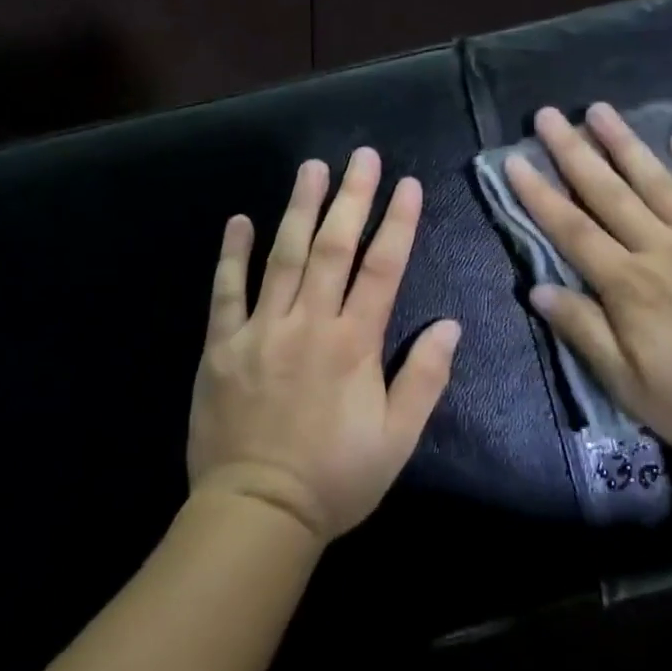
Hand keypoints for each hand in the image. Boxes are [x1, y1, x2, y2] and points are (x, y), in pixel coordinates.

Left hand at [187, 148, 461, 542]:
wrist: (257, 514)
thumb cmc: (336, 477)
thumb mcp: (398, 438)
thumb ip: (425, 378)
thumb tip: (450, 325)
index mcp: (354, 344)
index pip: (382, 268)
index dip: (397, 223)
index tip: (407, 184)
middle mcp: (308, 324)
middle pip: (332, 247)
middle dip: (351, 197)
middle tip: (361, 156)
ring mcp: (260, 331)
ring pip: (282, 256)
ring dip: (298, 207)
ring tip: (311, 167)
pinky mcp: (221, 347)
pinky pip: (225, 291)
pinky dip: (233, 254)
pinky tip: (240, 220)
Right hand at [505, 103, 671, 466]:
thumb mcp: (629, 385)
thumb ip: (584, 331)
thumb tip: (538, 288)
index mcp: (629, 286)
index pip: (572, 230)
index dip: (539, 194)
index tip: (514, 159)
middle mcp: (662, 249)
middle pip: (609, 192)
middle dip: (573, 152)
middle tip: (548, 115)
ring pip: (657, 181)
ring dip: (626, 143)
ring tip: (600, 109)